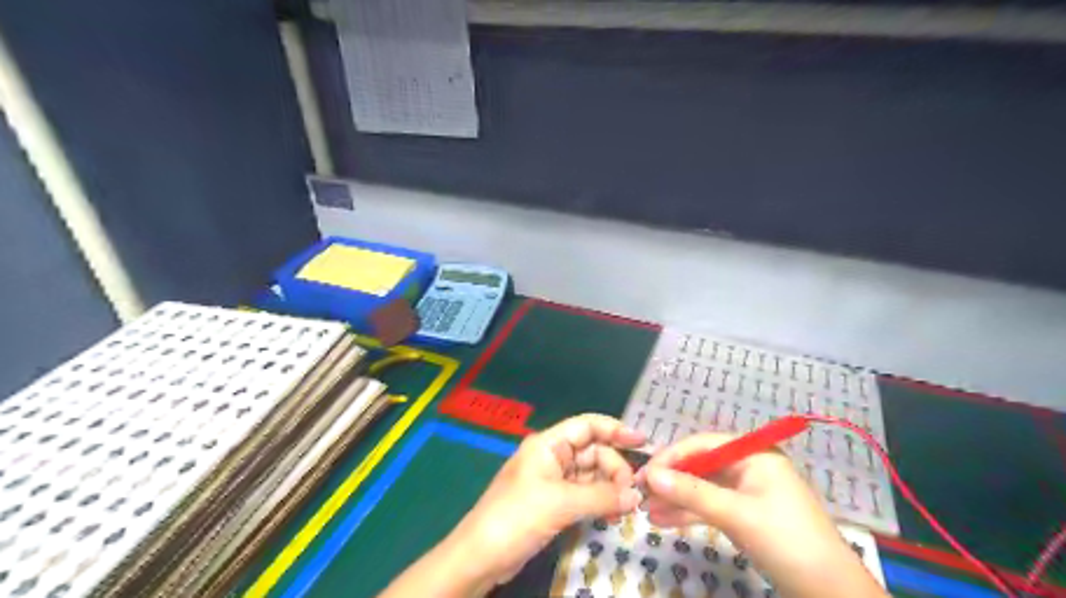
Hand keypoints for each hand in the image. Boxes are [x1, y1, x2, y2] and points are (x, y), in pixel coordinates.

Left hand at [447, 415, 643, 589]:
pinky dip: (600, 502)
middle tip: (632, 495)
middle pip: (593, 452)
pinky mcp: (554, 503)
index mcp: (548, 445)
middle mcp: (552, 457)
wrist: (481, 557)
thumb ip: (601, 496)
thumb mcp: (560, 503)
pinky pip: (585, 495)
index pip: (587, 426)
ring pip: (591, 475)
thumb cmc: (516, 517)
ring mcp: (553, 481)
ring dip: (610, 488)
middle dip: (615, 469)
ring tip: (626, 509)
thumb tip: (637, 496)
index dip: (615, 429)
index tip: (642, 441)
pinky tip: (612, 515)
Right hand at [636, 434, 888, 597]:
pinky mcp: (745, 515)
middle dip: (671, 481)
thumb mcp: (737, 514)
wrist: (830, 593)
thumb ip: (692, 493)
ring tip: (646, 511)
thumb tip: (650, 476)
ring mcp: (747, 493)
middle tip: (639, 494)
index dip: (671, 457)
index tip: (644, 474)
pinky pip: (710, 507)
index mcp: (754, 455)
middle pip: (700, 466)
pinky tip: (663, 521)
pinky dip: (689, 514)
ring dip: (675, 499)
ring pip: (702, 489)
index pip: (703, 445)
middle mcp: (749, 467)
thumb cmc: (787, 541)